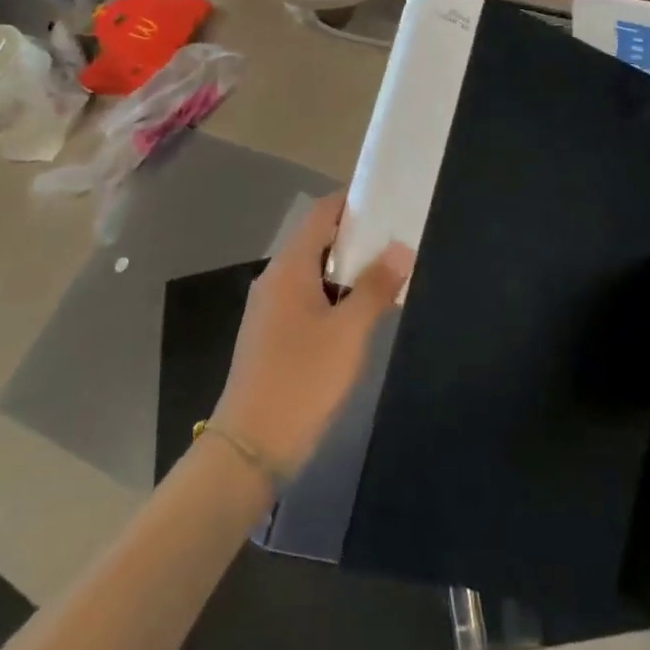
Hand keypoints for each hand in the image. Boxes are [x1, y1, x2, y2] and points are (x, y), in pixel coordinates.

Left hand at [213, 193, 414, 478]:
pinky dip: (333, 294)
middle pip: (317, 240)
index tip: (387, 201)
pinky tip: (359, 314)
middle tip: (397, 240)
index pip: (322, 213)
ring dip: (346, 269)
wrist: (249, 448)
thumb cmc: (302, 381)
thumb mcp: (349, 333)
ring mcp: (269, 309)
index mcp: (289, 267)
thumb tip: (400, 248)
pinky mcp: (271, 335)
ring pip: (312, 272)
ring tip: (387, 275)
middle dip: (356, 237)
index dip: (352, 202)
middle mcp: (274, 279)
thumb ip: (376, 287)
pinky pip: (306, 298)